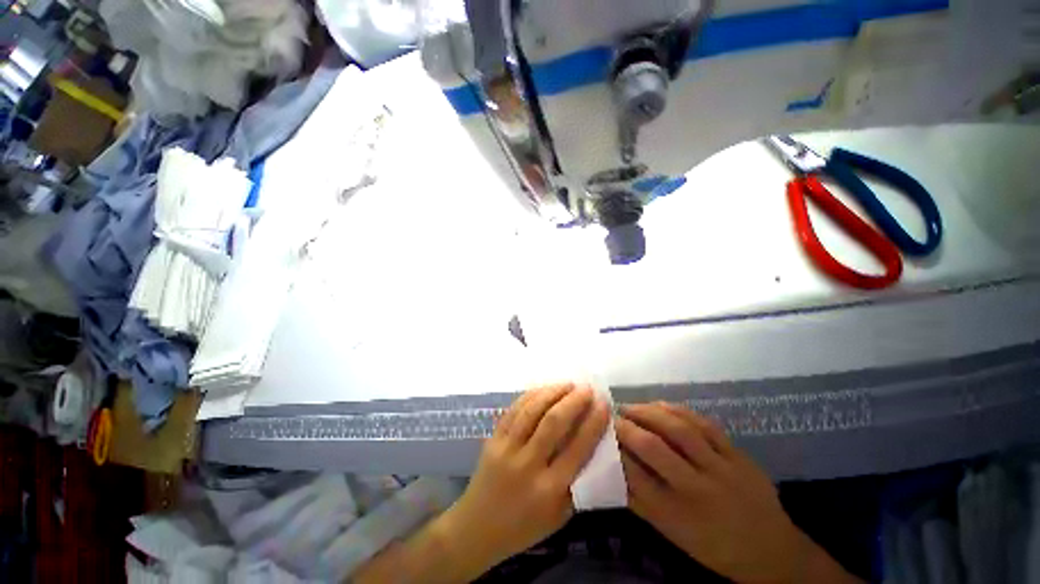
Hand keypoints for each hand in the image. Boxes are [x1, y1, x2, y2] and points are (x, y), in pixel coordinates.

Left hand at [445, 382, 609, 569]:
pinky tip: (544, 390)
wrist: (476, 528)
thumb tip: (592, 443)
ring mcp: (506, 448)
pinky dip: (531, 396)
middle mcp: (527, 465)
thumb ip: (577, 482)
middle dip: (573, 401)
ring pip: (532, 410)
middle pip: (553, 423)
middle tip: (587, 388)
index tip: (604, 403)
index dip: (593, 422)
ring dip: (552, 392)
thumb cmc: (523, 527)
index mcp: (549, 490)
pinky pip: (514, 410)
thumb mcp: (559, 516)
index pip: (578, 448)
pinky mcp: (492, 439)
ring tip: (568, 384)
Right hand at [616, 402, 859, 583]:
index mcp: (676, 515)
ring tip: (631, 406)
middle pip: (653, 447)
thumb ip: (641, 502)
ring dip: (648, 411)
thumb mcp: (673, 534)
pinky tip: (661, 405)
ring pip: (678, 429)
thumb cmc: (713, 547)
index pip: (633, 475)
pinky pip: (704, 424)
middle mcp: (696, 489)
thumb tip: (613, 471)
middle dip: (626, 426)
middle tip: (611, 416)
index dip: (613, 449)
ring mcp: (721, 468)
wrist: (771, 551)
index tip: (600, 434)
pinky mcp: (737, 455)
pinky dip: (677, 410)